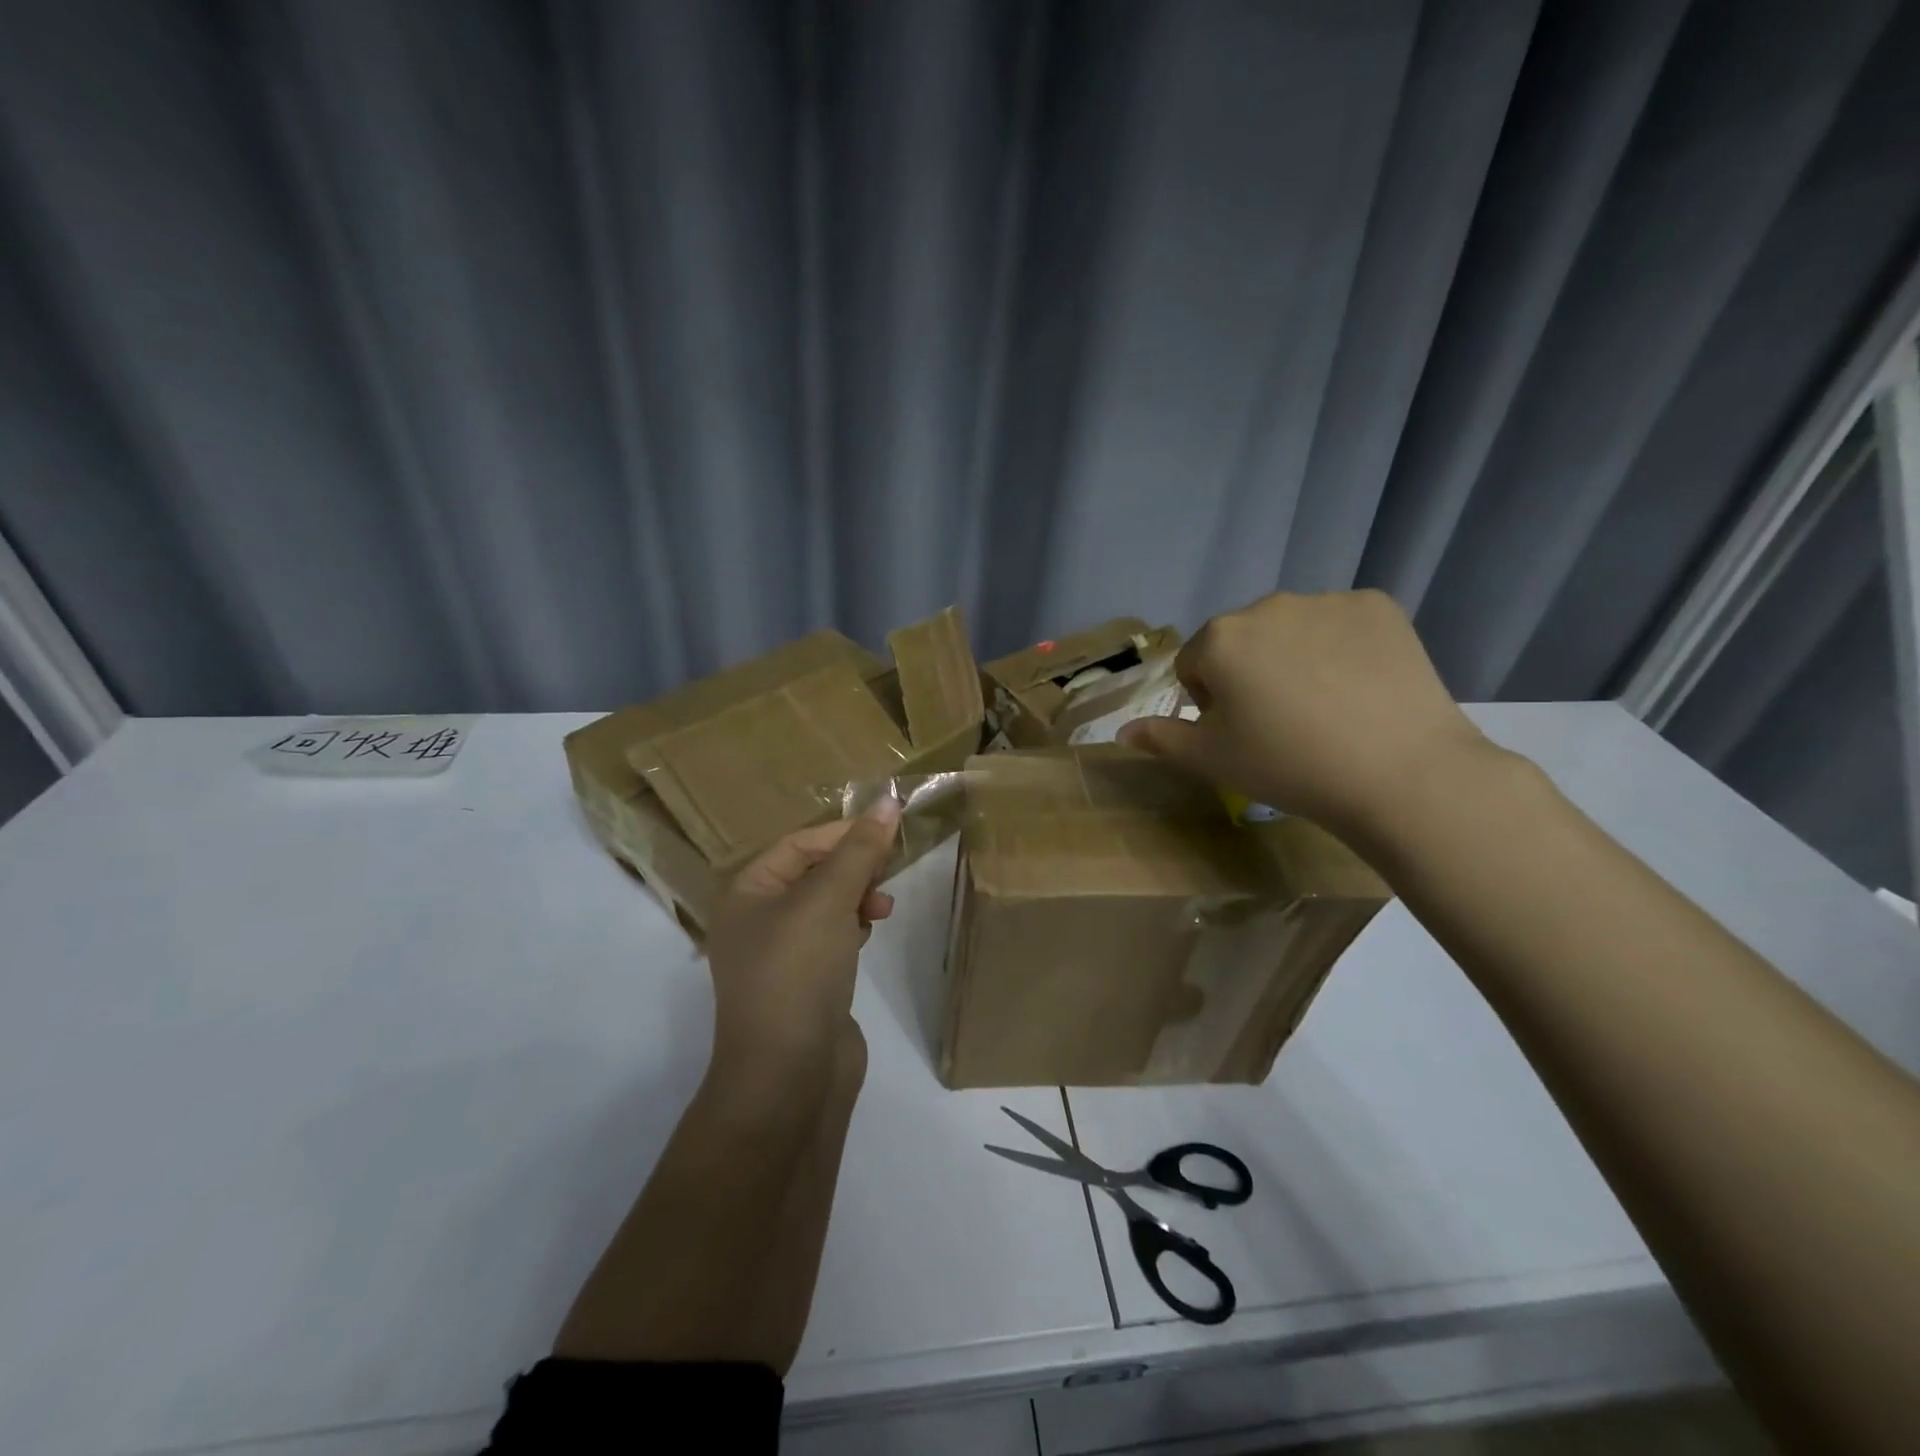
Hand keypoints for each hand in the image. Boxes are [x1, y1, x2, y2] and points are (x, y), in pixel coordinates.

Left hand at [703, 799, 902, 1075]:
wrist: (789, 1076)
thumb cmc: (798, 971)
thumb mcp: (828, 900)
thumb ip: (859, 850)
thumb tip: (888, 800)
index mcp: (747, 893)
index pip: (798, 844)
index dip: (843, 834)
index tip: (887, 833)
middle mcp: (756, 919)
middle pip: (812, 872)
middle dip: (852, 868)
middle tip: (887, 875)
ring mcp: (779, 955)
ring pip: (825, 906)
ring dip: (856, 898)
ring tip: (881, 910)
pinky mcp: (803, 983)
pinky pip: (830, 938)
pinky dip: (851, 928)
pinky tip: (867, 936)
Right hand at [1118, 590, 1489, 838]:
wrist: (1399, 772)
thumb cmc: (1289, 766)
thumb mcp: (1212, 760)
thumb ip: (1162, 739)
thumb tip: (1123, 730)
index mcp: (1219, 639)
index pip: (1194, 664)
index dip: (1210, 701)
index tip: (1240, 732)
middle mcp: (1266, 606)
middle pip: (1242, 641)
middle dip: (1249, 673)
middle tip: (1281, 722)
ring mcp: (1326, 600)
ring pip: (1292, 629)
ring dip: (1294, 657)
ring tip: (1327, 706)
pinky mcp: (1378, 605)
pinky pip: (1343, 623)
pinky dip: (1344, 647)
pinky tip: (1362, 686)